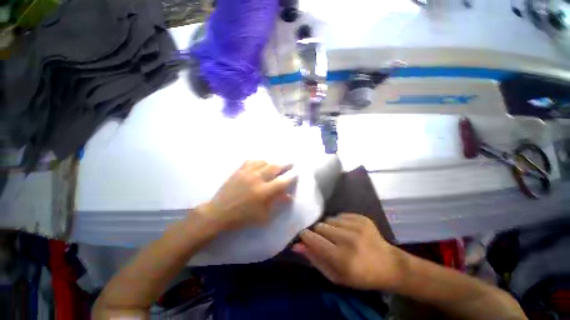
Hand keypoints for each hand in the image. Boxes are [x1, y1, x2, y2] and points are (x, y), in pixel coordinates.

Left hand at [197, 160, 294, 230]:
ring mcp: (247, 173)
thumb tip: (289, 196)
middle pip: (275, 167)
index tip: (296, 174)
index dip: (291, 177)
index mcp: (264, 192)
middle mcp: (257, 179)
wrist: (219, 212)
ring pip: (264, 162)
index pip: (282, 182)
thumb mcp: (263, 215)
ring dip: (273, 162)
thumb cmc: (242, 217)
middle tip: (291, 163)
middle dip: (285, 165)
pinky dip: (258, 160)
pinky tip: (261, 162)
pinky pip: (251, 161)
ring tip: (277, 163)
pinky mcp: (239, 170)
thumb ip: (277, 204)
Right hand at [293, 213, 403, 290]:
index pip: (314, 240)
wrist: (389, 265)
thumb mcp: (335, 276)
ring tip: (339, 237)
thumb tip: (297, 245)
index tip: (303, 236)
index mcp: (342, 258)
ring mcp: (357, 226)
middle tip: (327, 241)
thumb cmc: (360, 276)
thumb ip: (315, 259)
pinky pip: (340, 215)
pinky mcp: (362, 218)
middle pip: (320, 226)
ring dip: (330, 228)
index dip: (305, 236)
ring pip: (329, 219)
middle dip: (319, 233)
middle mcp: (349, 240)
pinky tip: (349, 232)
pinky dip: (340, 223)